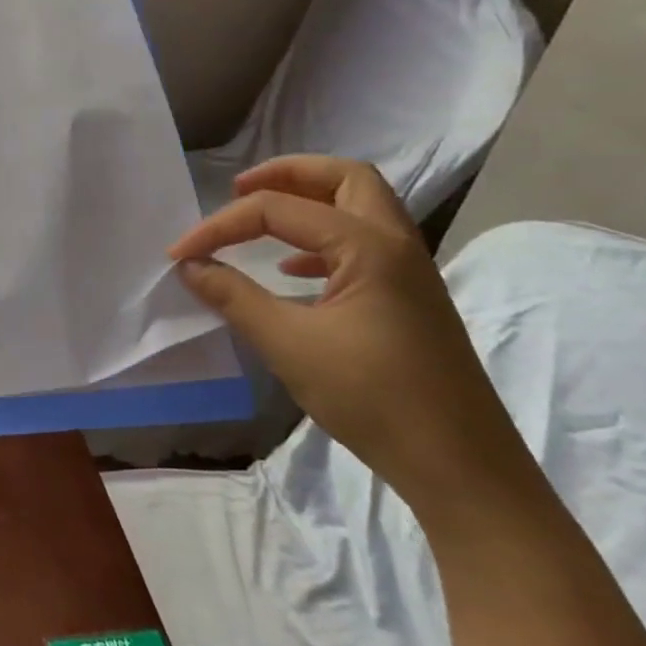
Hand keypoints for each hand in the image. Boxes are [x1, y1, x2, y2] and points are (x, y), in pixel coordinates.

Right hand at [168, 155, 537, 515]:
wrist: (464, 470)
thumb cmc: (374, 400)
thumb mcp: (289, 345)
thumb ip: (233, 296)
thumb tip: (190, 266)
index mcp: (369, 247)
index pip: (280, 210)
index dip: (222, 225)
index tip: (181, 253)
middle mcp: (396, 245)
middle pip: (345, 178)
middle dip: (287, 174)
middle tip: (239, 189)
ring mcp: (410, 272)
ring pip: (359, 208)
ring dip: (309, 202)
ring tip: (260, 217)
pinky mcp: (409, 299)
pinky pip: (363, 242)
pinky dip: (322, 239)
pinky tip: (291, 270)